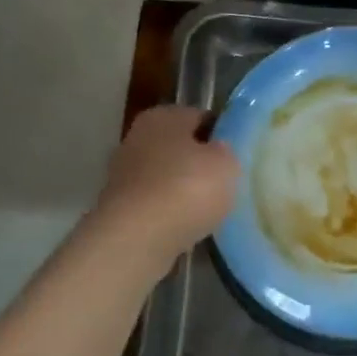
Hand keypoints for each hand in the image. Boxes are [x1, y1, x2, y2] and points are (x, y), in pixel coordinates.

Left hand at [94, 106, 238, 263]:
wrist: (136, 239)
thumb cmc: (187, 188)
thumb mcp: (226, 163)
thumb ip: (225, 152)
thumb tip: (217, 151)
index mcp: (164, 116)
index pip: (200, 117)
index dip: (221, 134)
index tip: (238, 155)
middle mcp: (138, 138)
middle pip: (179, 147)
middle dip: (199, 163)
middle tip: (227, 182)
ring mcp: (123, 175)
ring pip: (166, 177)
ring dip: (185, 191)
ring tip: (211, 209)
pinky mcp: (119, 209)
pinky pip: (156, 205)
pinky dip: (170, 214)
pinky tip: (189, 227)